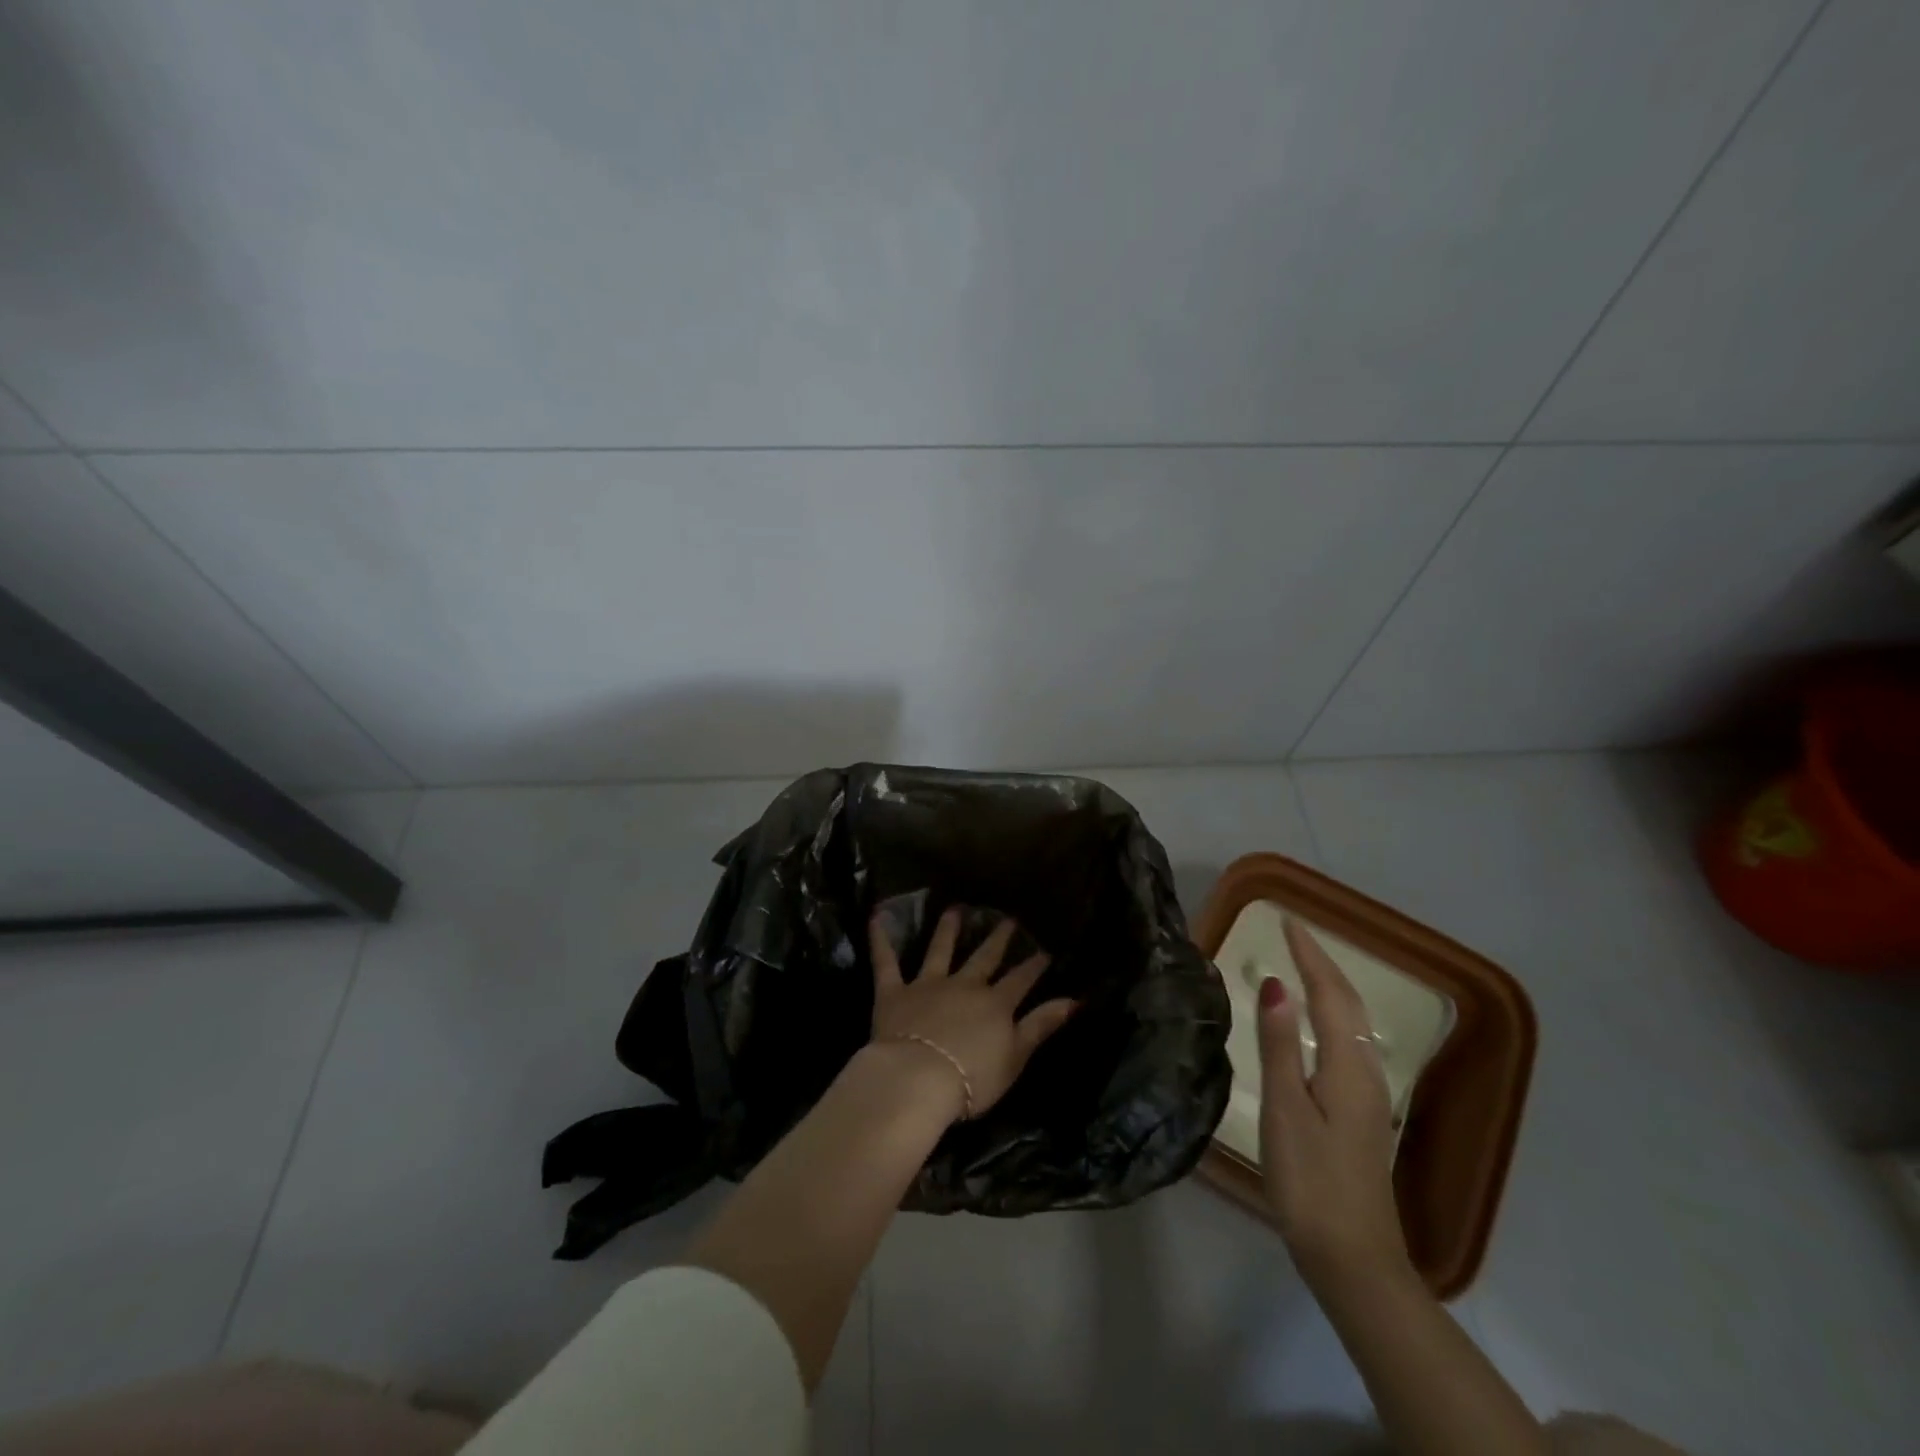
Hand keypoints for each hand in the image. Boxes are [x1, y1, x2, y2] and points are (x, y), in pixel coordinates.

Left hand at [867, 906, 1077, 1124]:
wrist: (918, 1079)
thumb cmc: (972, 1078)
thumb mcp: (1016, 1057)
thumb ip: (1041, 1025)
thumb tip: (1074, 999)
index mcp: (995, 1004)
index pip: (1020, 980)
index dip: (1034, 966)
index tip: (1045, 950)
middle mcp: (964, 985)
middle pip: (984, 958)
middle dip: (998, 939)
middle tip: (1008, 919)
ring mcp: (928, 984)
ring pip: (939, 950)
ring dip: (947, 929)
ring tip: (954, 909)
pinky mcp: (894, 992)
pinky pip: (886, 961)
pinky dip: (880, 939)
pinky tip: (876, 917)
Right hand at [1258, 916, 1409, 1284]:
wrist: (1354, 1259)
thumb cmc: (1311, 1181)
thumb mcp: (1285, 1109)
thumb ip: (1280, 1045)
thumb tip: (1277, 984)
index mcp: (1347, 1067)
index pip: (1330, 994)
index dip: (1310, 955)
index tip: (1288, 921)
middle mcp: (1365, 1073)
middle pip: (1349, 1005)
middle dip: (1324, 964)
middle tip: (1295, 935)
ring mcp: (1368, 1096)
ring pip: (1354, 1024)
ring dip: (1331, 987)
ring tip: (1304, 965)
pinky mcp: (1361, 1115)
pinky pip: (1349, 1043)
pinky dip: (1333, 1015)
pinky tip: (1319, 1025)